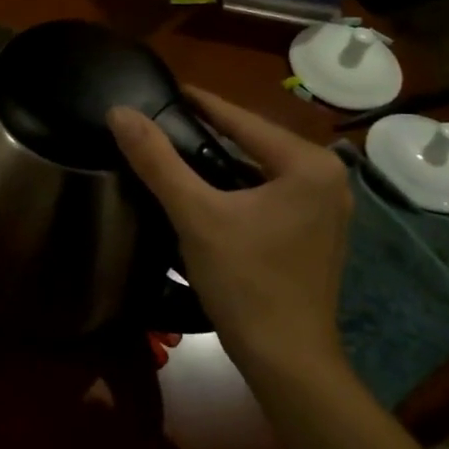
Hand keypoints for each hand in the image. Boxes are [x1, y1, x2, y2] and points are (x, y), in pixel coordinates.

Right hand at [107, 87, 352, 376]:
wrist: (287, 360)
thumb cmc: (245, 282)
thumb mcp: (195, 215)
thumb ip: (157, 160)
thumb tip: (120, 113)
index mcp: (309, 165)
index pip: (242, 120)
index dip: (200, 102)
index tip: (167, 88)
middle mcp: (328, 179)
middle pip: (254, 143)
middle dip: (210, 132)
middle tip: (164, 121)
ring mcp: (328, 209)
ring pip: (262, 170)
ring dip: (223, 161)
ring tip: (178, 151)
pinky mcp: (318, 235)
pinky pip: (271, 194)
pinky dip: (239, 187)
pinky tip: (209, 192)